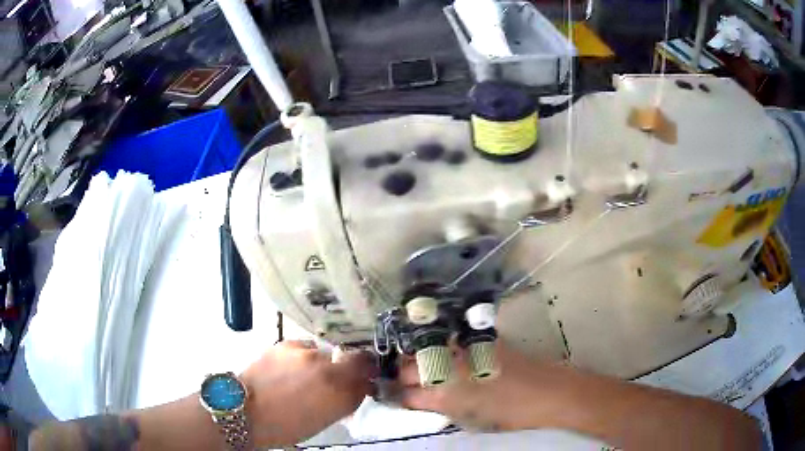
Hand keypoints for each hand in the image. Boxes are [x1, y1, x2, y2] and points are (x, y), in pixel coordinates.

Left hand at [240, 340, 374, 446]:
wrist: (246, 410)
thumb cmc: (287, 425)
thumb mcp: (326, 419)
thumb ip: (347, 400)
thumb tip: (359, 387)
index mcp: (339, 392)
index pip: (368, 370)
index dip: (369, 372)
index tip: (366, 377)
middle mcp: (327, 367)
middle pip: (352, 359)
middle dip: (348, 369)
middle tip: (334, 380)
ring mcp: (306, 352)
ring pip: (327, 354)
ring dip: (323, 364)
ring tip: (304, 376)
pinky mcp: (287, 343)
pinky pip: (305, 347)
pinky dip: (303, 357)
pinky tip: (289, 368)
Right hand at [395, 341, 561, 431]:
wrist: (547, 393)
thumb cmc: (509, 414)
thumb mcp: (469, 419)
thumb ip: (440, 408)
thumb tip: (418, 401)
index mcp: (444, 394)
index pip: (406, 393)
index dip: (396, 395)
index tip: (391, 395)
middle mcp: (448, 368)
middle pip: (410, 367)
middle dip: (400, 375)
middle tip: (399, 381)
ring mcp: (464, 351)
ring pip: (425, 350)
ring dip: (415, 359)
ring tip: (414, 367)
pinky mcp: (480, 341)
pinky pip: (449, 341)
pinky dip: (438, 346)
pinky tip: (439, 352)